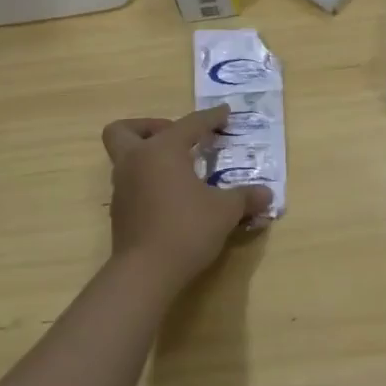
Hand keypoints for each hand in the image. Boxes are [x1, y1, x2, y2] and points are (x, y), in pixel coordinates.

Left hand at [101, 107, 272, 288]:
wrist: (145, 273)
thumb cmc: (187, 229)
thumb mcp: (225, 211)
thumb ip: (245, 198)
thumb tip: (267, 194)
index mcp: (162, 150)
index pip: (190, 124)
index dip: (211, 117)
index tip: (225, 113)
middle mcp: (136, 161)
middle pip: (124, 130)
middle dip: (148, 127)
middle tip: (177, 139)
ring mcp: (122, 187)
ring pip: (125, 158)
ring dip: (148, 156)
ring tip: (180, 171)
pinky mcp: (119, 211)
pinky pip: (131, 183)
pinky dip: (147, 181)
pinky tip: (171, 197)